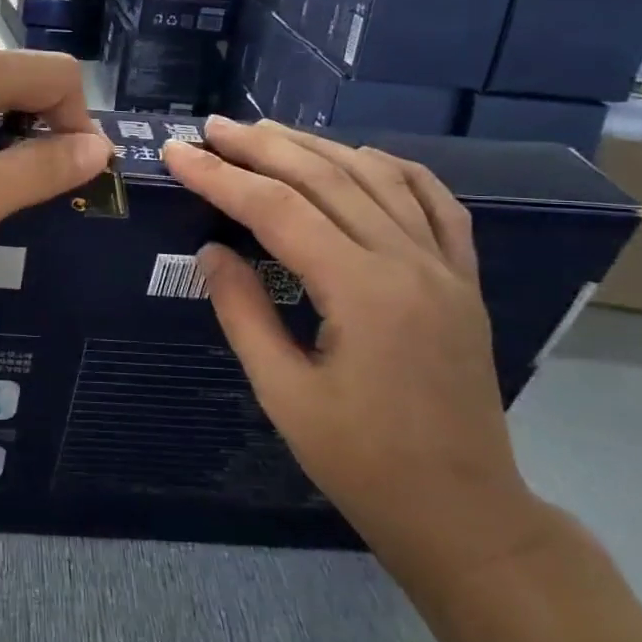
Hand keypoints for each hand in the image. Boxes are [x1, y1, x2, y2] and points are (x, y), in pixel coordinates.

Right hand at [162, 117, 547, 594]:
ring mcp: (445, 267)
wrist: (464, 513)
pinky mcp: (463, 279)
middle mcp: (410, 263)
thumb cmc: (364, 464)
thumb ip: (244, 313)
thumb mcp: (285, 395)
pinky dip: (393, 168)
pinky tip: (360, 157)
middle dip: (262, 147)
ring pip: (378, 178)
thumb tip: (210, 251)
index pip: (278, 210)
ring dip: (317, 147)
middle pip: (327, 178)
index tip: (176, 154)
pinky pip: (434, 202)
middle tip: (211, 128)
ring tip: (266, 132)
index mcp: (363, 293)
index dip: (220, 177)